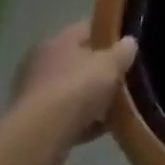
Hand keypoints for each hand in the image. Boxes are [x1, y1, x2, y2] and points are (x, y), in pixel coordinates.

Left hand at [14, 21, 136, 143]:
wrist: (42, 134)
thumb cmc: (77, 88)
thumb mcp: (110, 64)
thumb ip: (123, 51)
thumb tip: (129, 42)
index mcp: (57, 41)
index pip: (86, 29)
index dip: (108, 35)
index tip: (127, 46)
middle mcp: (41, 62)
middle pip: (77, 62)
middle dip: (99, 71)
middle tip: (122, 79)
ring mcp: (35, 93)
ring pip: (71, 91)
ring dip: (91, 99)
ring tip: (116, 108)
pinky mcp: (35, 122)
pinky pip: (66, 116)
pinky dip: (82, 121)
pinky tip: (101, 129)